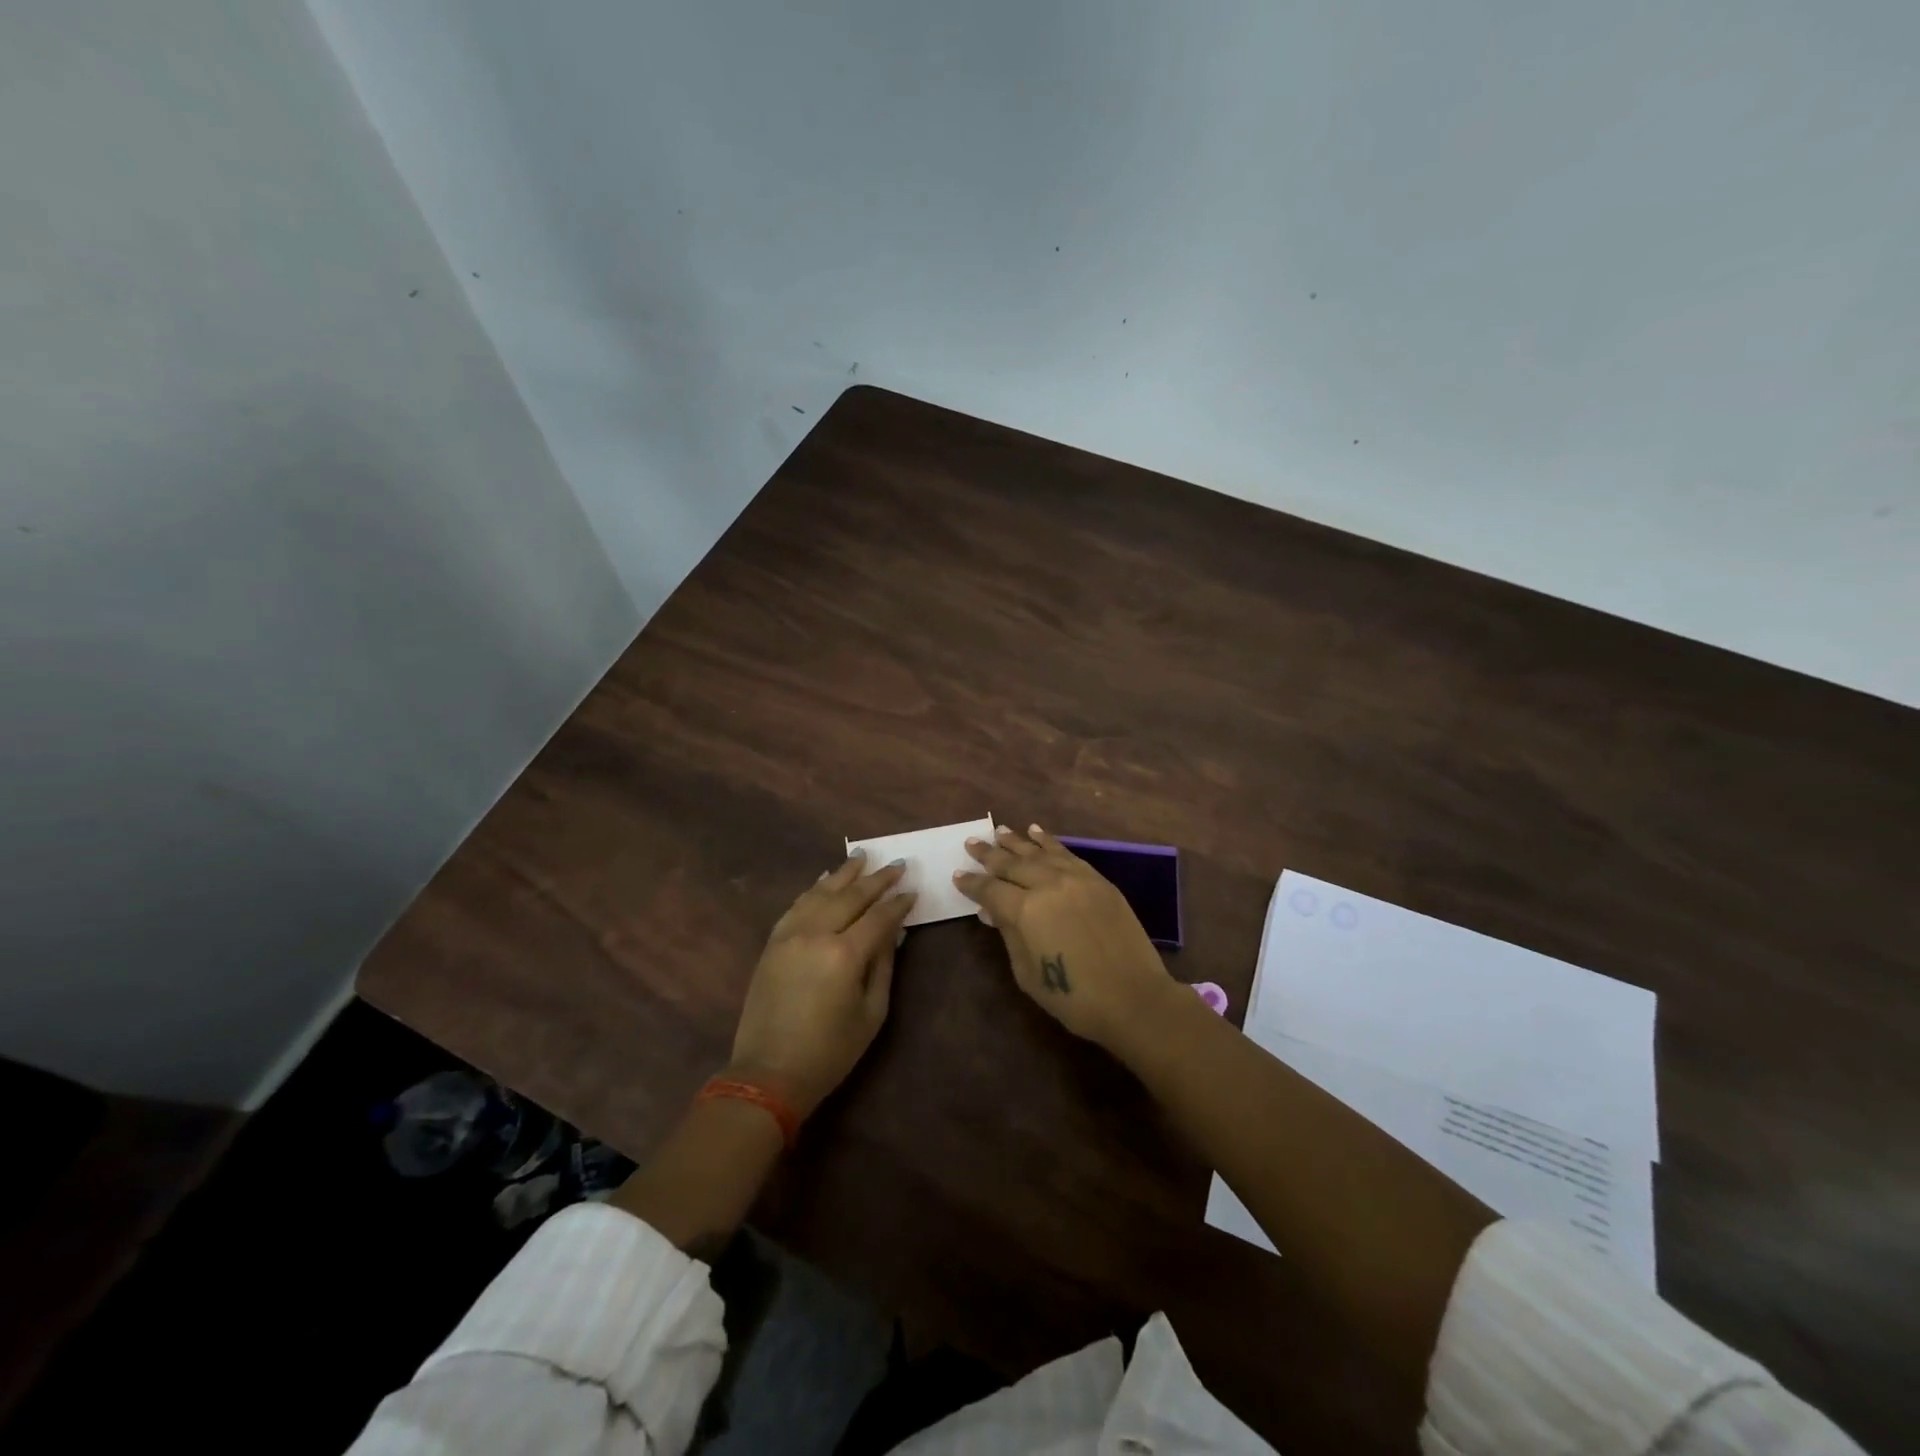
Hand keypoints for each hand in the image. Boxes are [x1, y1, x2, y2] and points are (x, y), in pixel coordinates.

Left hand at [729, 851, 916, 1117]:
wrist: (769, 1073)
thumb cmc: (830, 1051)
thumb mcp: (871, 1013)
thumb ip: (883, 966)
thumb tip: (894, 933)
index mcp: (845, 955)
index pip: (879, 917)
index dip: (898, 902)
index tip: (913, 889)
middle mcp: (816, 934)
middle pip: (851, 896)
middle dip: (877, 879)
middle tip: (897, 864)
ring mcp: (790, 935)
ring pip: (821, 893)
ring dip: (843, 873)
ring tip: (861, 856)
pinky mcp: (773, 943)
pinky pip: (796, 905)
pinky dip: (813, 889)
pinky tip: (824, 878)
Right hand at [954, 824, 1176, 1050]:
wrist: (1133, 997)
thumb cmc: (1073, 997)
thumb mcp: (1027, 973)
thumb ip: (1009, 935)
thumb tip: (994, 911)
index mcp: (1025, 910)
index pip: (990, 890)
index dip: (972, 883)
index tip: (958, 874)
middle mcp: (1048, 885)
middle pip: (1012, 864)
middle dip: (989, 854)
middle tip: (972, 842)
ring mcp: (1076, 879)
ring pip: (1039, 853)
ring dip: (1017, 842)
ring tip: (1000, 831)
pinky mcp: (1098, 881)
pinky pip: (1067, 854)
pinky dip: (1049, 842)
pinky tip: (1037, 833)